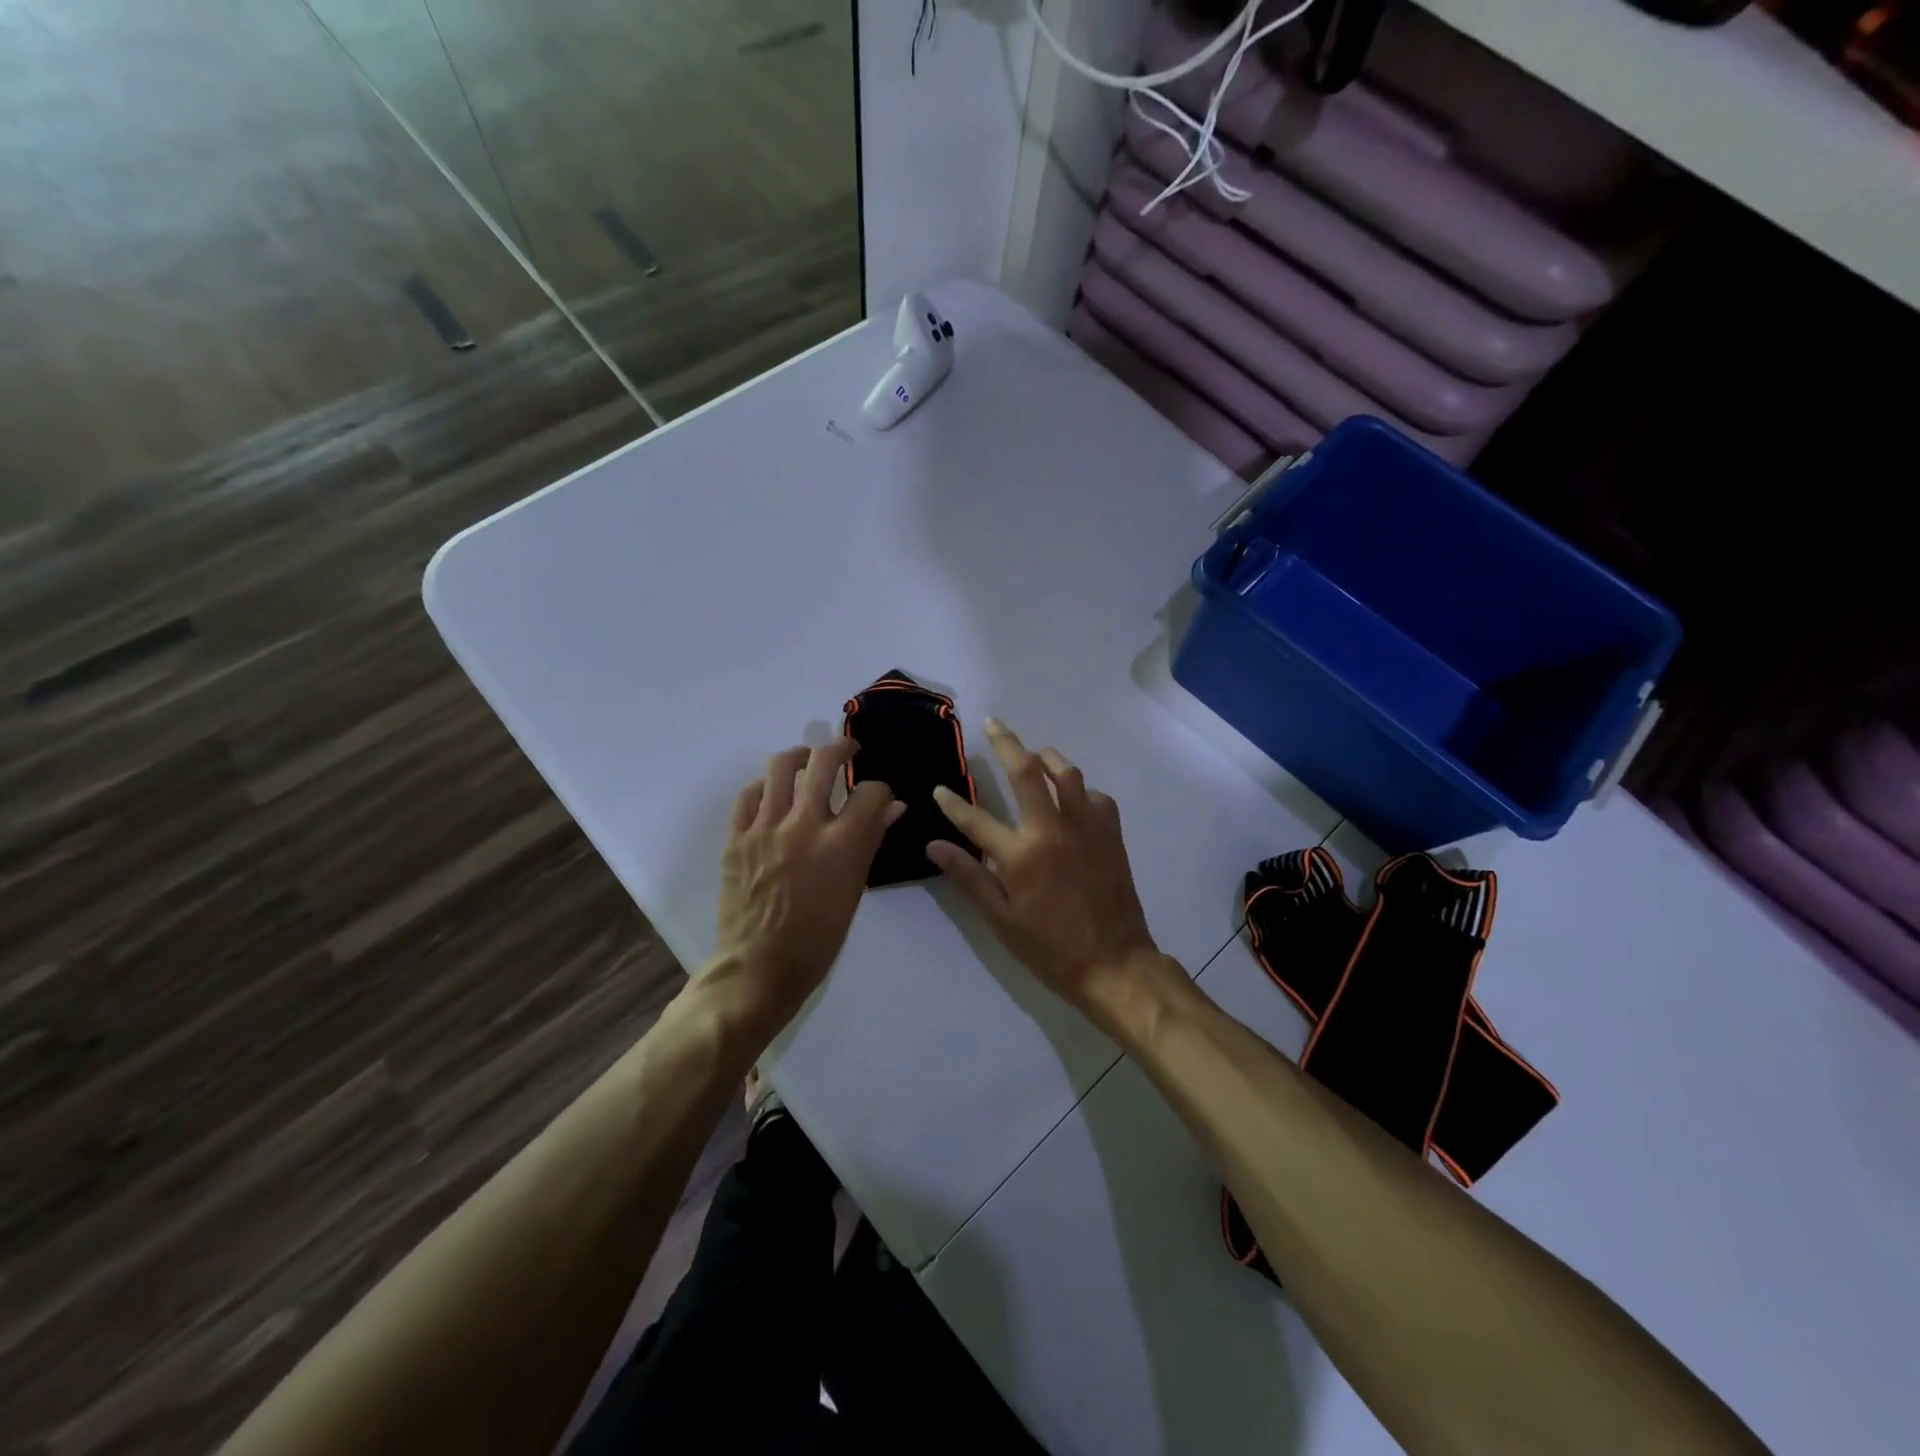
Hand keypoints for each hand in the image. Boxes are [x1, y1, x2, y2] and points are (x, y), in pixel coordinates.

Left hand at [712, 739, 903, 1030]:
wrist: (760, 966)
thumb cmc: (818, 937)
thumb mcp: (855, 889)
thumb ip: (871, 840)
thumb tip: (892, 808)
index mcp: (841, 842)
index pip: (871, 791)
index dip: (880, 789)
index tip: (878, 796)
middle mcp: (803, 824)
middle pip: (824, 761)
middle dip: (842, 748)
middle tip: (848, 752)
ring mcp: (765, 827)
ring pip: (781, 765)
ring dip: (800, 756)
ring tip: (808, 761)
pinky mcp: (736, 837)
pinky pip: (749, 793)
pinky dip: (766, 786)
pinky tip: (774, 794)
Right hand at [926, 720, 1163, 1017]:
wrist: (1115, 963)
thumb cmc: (1050, 948)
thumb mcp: (1001, 920)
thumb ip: (969, 876)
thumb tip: (934, 845)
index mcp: (1021, 854)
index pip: (976, 819)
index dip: (953, 803)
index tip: (939, 789)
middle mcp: (1053, 829)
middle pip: (1027, 771)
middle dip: (1006, 742)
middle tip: (993, 724)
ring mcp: (1086, 827)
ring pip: (1067, 773)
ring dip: (1047, 757)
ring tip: (1034, 754)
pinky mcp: (1111, 833)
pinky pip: (1095, 795)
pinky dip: (1080, 789)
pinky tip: (1072, 798)